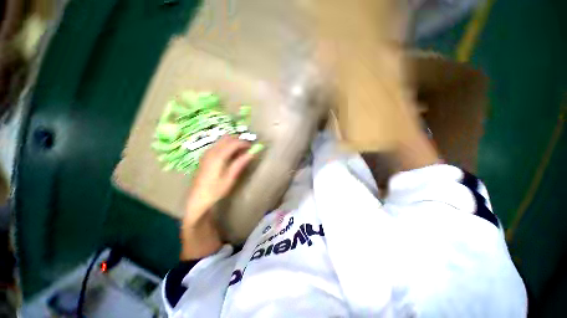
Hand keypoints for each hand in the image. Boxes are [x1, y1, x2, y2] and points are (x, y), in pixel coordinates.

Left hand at [181, 136, 253, 259]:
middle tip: (247, 149)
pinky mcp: (205, 156)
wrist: (198, 198)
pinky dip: (226, 146)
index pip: (234, 143)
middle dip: (238, 140)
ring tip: (240, 152)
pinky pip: (218, 145)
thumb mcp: (231, 177)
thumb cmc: (216, 189)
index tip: (252, 147)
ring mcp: (207, 152)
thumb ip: (241, 163)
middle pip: (227, 138)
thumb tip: (252, 153)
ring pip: (222, 140)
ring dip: (232, 143)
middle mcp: (211, 151)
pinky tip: (230, 155)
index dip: (244, 143)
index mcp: (218, 156)